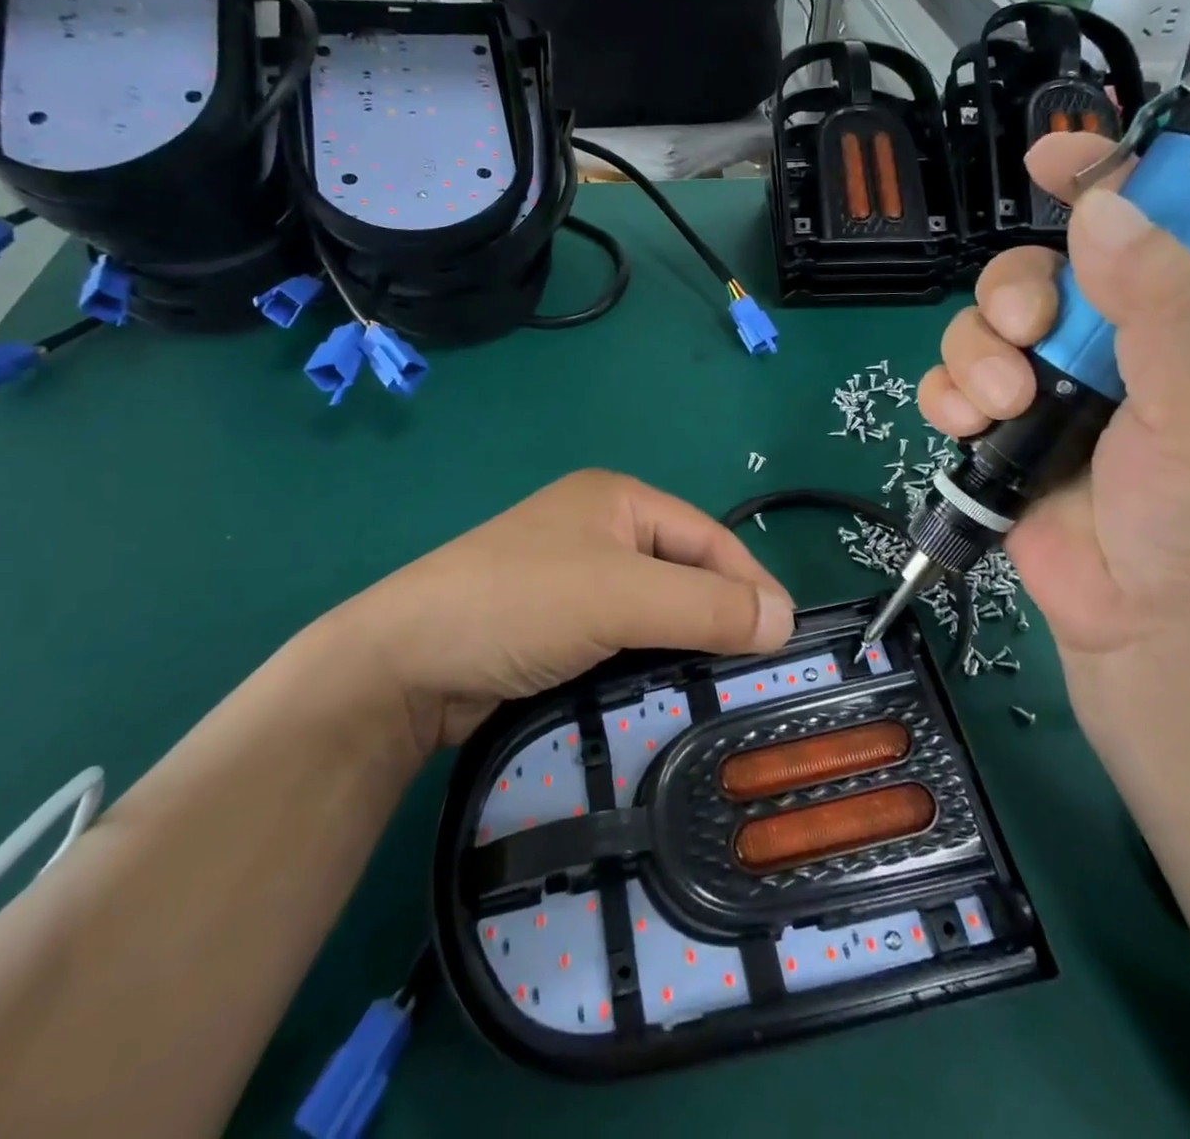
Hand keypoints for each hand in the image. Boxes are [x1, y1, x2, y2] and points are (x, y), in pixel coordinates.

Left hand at [303, 470, 795, 755]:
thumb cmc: (519, 603)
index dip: (750, 582)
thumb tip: (786, 619)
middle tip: (759, 669)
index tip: (786, 637)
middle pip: (683, 570)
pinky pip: (624, 635)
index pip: (707, 536)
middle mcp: (600, 529)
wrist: (403, 663)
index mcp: (618, 499)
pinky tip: (671, 689)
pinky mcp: (556, 624)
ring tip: (725, 686)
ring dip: (688, 642)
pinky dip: (651, 658)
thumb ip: (704, 606)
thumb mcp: (619, 597)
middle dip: (721, 614)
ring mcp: (575, 577)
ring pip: (655, 607)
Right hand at [917, 133, 1189, 681]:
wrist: (1144, 628)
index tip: (1048, 158)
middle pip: (1026, 276)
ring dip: (971, 358)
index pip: (1132, 225)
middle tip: (1024, 342)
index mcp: (1166, 323)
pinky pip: (945, 385)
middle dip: (1008, 298)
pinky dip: (944, 397)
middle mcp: (1099, 348)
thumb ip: (1161, 306)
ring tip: (996, 408)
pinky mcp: (992, 435)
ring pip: (974, 330)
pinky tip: (964, 429)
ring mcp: (1039, 393)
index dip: (1095, 178)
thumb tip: (1099, 211)